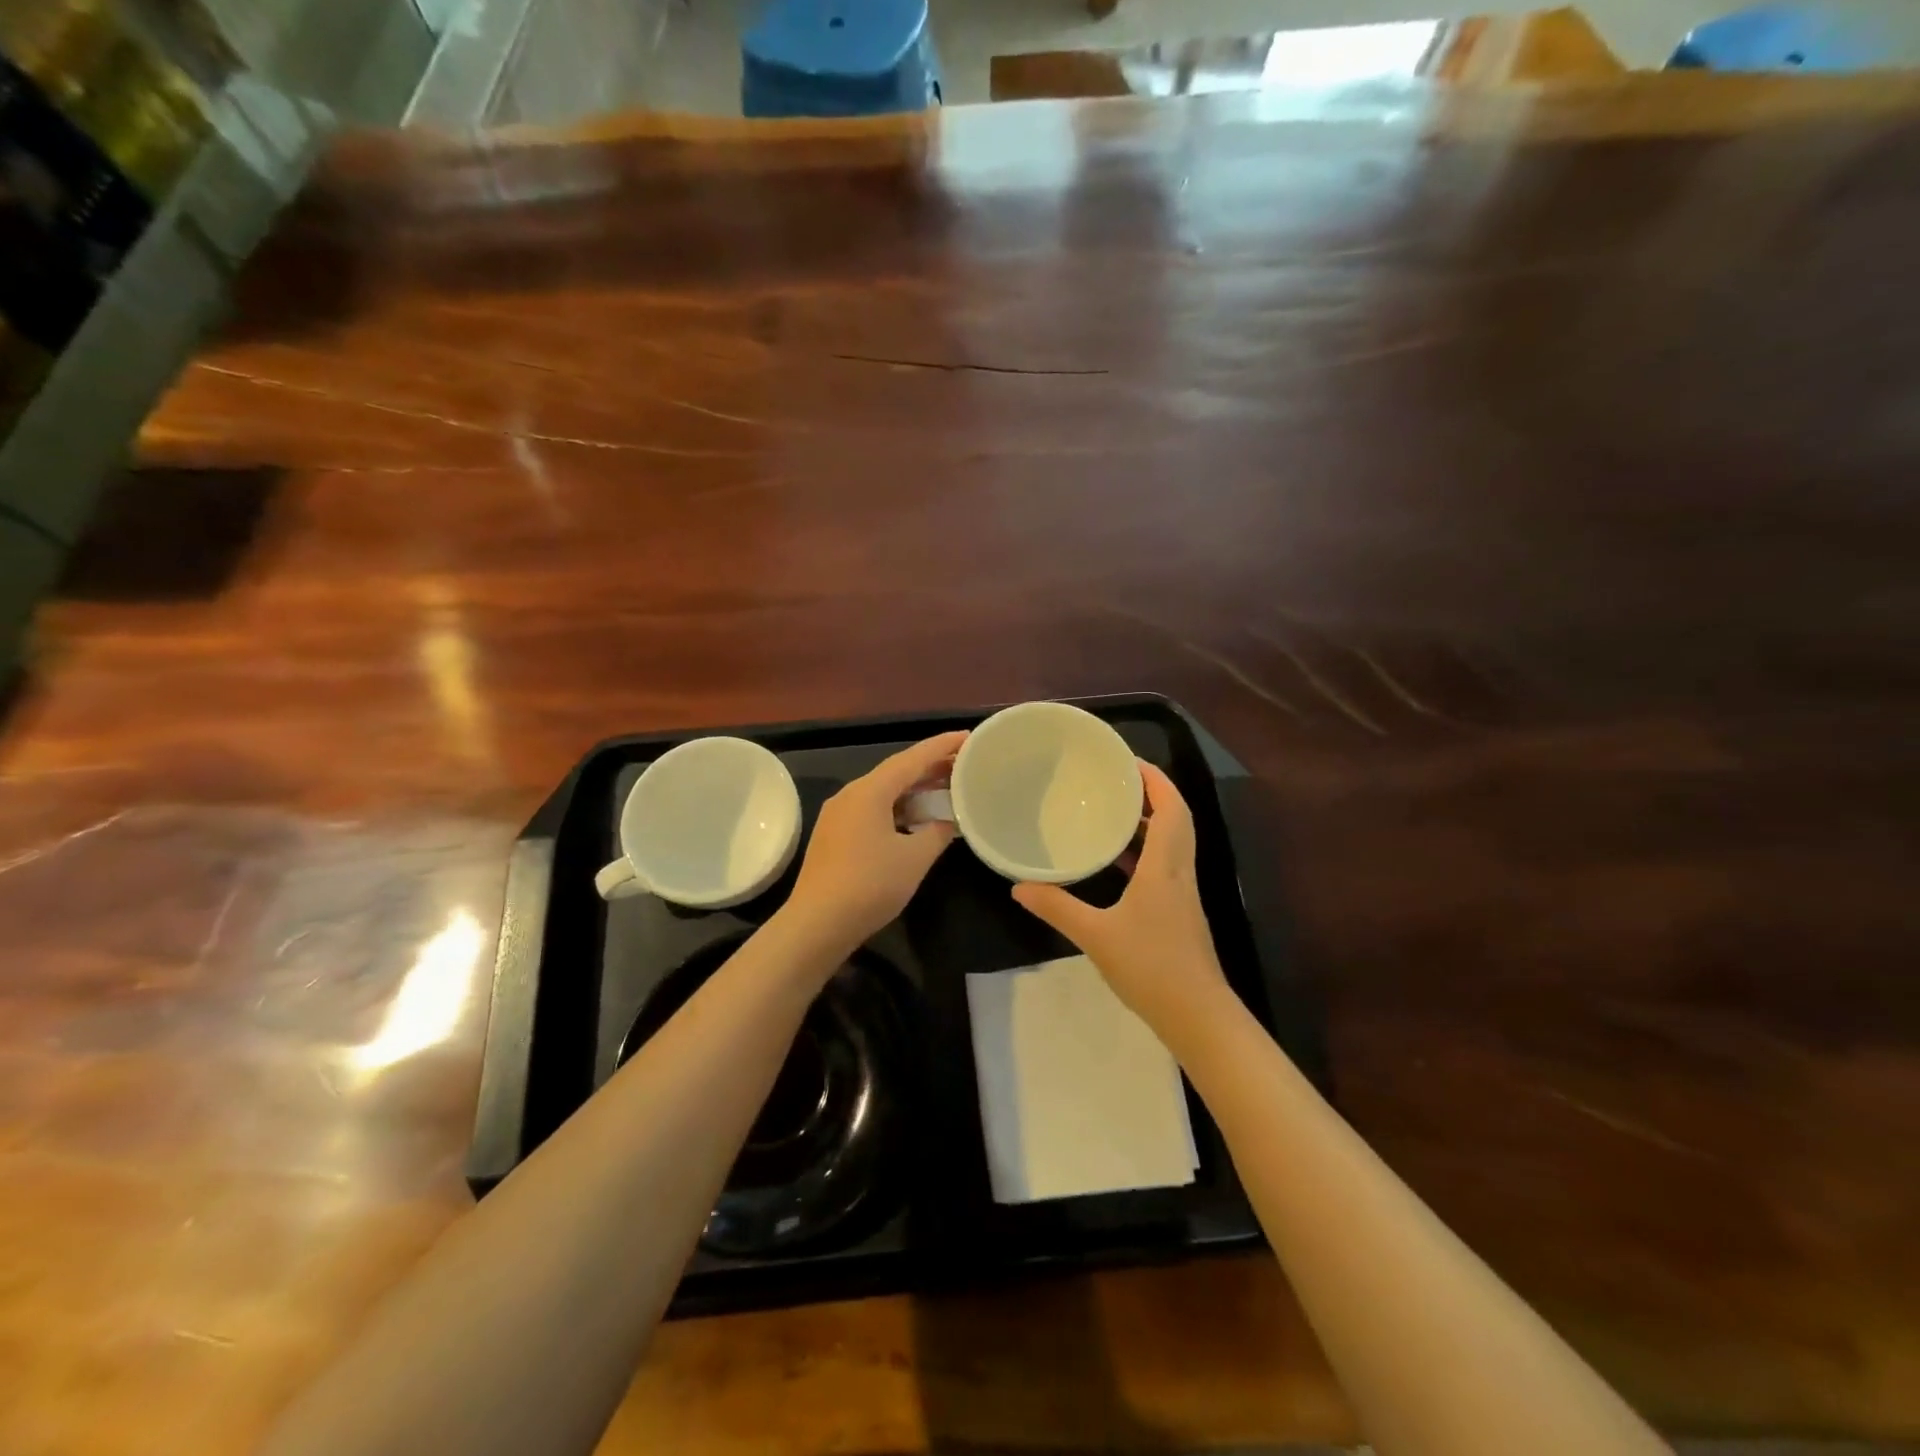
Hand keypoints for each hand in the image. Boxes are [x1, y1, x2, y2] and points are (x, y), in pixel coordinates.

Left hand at [783, 731, 965, 953]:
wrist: (817, 924)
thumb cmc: (870, 885)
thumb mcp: (915, 858)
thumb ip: (937, 832)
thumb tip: (947, 820)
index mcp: (870, 791)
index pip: (912, 758)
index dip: (942, 746)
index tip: (968, 737)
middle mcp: (851, 794)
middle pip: (896, 772)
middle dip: (930, 767)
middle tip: (964, 764)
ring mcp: (838, 815)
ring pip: (883, 792)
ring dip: (914, 790)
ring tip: (946, 789)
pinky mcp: (834, 835)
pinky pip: (872, 809)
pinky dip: (898, 808)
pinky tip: (915, 819)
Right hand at [1012, 762, 1232, 1038]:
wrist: (1197, 1016)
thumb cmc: (1150, 967)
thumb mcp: (1095, 936)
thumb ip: (1057, 907)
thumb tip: (1018, 887)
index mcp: (1165, 867)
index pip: (1171, 808)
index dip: (1155, 780)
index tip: (1128, 760)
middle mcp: (1179, 871)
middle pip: (1176, 819)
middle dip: (1150, 793)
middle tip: (1114, 779)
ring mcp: (1182, 893)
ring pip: (1172, 842)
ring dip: (1148, 822)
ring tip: (1111, 810)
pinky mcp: (1179, 911)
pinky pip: (1164, 865)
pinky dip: (1144, 851)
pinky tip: (1117, 861)